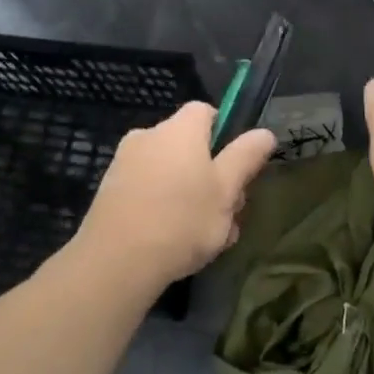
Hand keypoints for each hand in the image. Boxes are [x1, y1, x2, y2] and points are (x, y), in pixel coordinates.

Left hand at [76, 102, 277, 286]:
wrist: (116, 262)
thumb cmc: (182, 220)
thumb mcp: (226, 190)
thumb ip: (245, 157)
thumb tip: (264, 133)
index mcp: (179, 129)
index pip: (206, 111)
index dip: (225, 133)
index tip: (235, 165)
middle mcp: (149, 135)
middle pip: (189, 145)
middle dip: (211, 175)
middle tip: (227, 213)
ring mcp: (124, 163)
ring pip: (169, 172)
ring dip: (190, 196)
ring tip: (206, 237)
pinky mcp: (110, 191)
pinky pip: (147, 190)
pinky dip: (163, 207)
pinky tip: (174, 242)